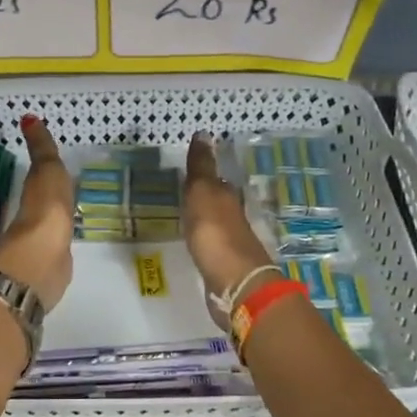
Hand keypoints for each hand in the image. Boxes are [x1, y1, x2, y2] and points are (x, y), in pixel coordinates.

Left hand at [0, 115, 75, 310]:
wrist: (42, 256)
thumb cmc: (45, 206)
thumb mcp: (46, 169)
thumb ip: (41, 148)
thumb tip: (27, 117)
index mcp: (35, 195)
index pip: (41, 180)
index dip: (47, 173)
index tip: (58, 168)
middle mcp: (36, 218)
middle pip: (46, 204)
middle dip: (54, 199)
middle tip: (70, 191)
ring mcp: (45, 243)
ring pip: (52, 227)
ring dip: (58, 222)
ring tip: (74, 217)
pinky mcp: (54, 266)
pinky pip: (60, 248)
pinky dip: (63, 244)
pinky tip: (71, 245)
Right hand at [184, 135, 279, 302]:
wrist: (234, 284)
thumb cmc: (215, 234)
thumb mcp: (203, 193)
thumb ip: (201, 167)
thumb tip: (204, 132)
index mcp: (227, 198)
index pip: (215, 180)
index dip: (203, 174)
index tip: (188, 169)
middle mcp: (232, 218)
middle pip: (217, 202)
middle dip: (203, 196)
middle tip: (182, 191)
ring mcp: (230, 244)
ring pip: (214, 224)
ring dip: (203, 219)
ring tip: (183, 216)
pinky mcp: (223, 267)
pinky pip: (210, 246)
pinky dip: (202, 241)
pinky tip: (193, 244)